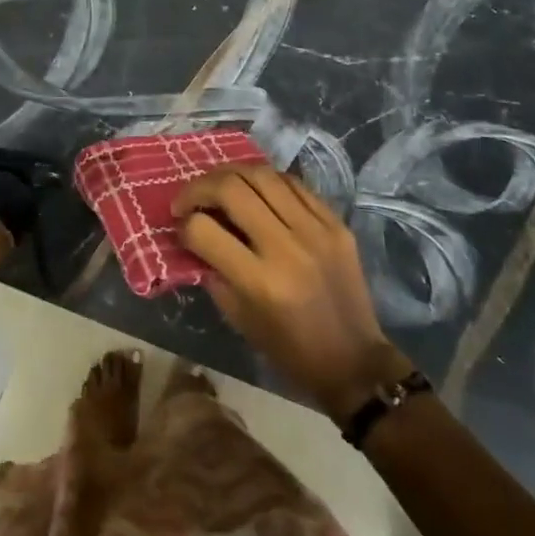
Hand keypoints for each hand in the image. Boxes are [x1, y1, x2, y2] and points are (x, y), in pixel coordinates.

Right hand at [174, 163, 413, 419]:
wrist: (354, 361)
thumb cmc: (289, 349)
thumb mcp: (238, 317)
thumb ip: (212, 269)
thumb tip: (192, 232)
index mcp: (260, 281)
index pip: (204, 230)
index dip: (184, 225)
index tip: (180, 227)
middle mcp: (287, 247)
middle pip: (231, 188)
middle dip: (199, 188)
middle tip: (189, 199)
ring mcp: (316, 229)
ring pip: (261, 174)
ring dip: (230, 175)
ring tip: (219, 187)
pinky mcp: (335, 222)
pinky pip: (293, 182)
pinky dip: (266, 181)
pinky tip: (256, 191)